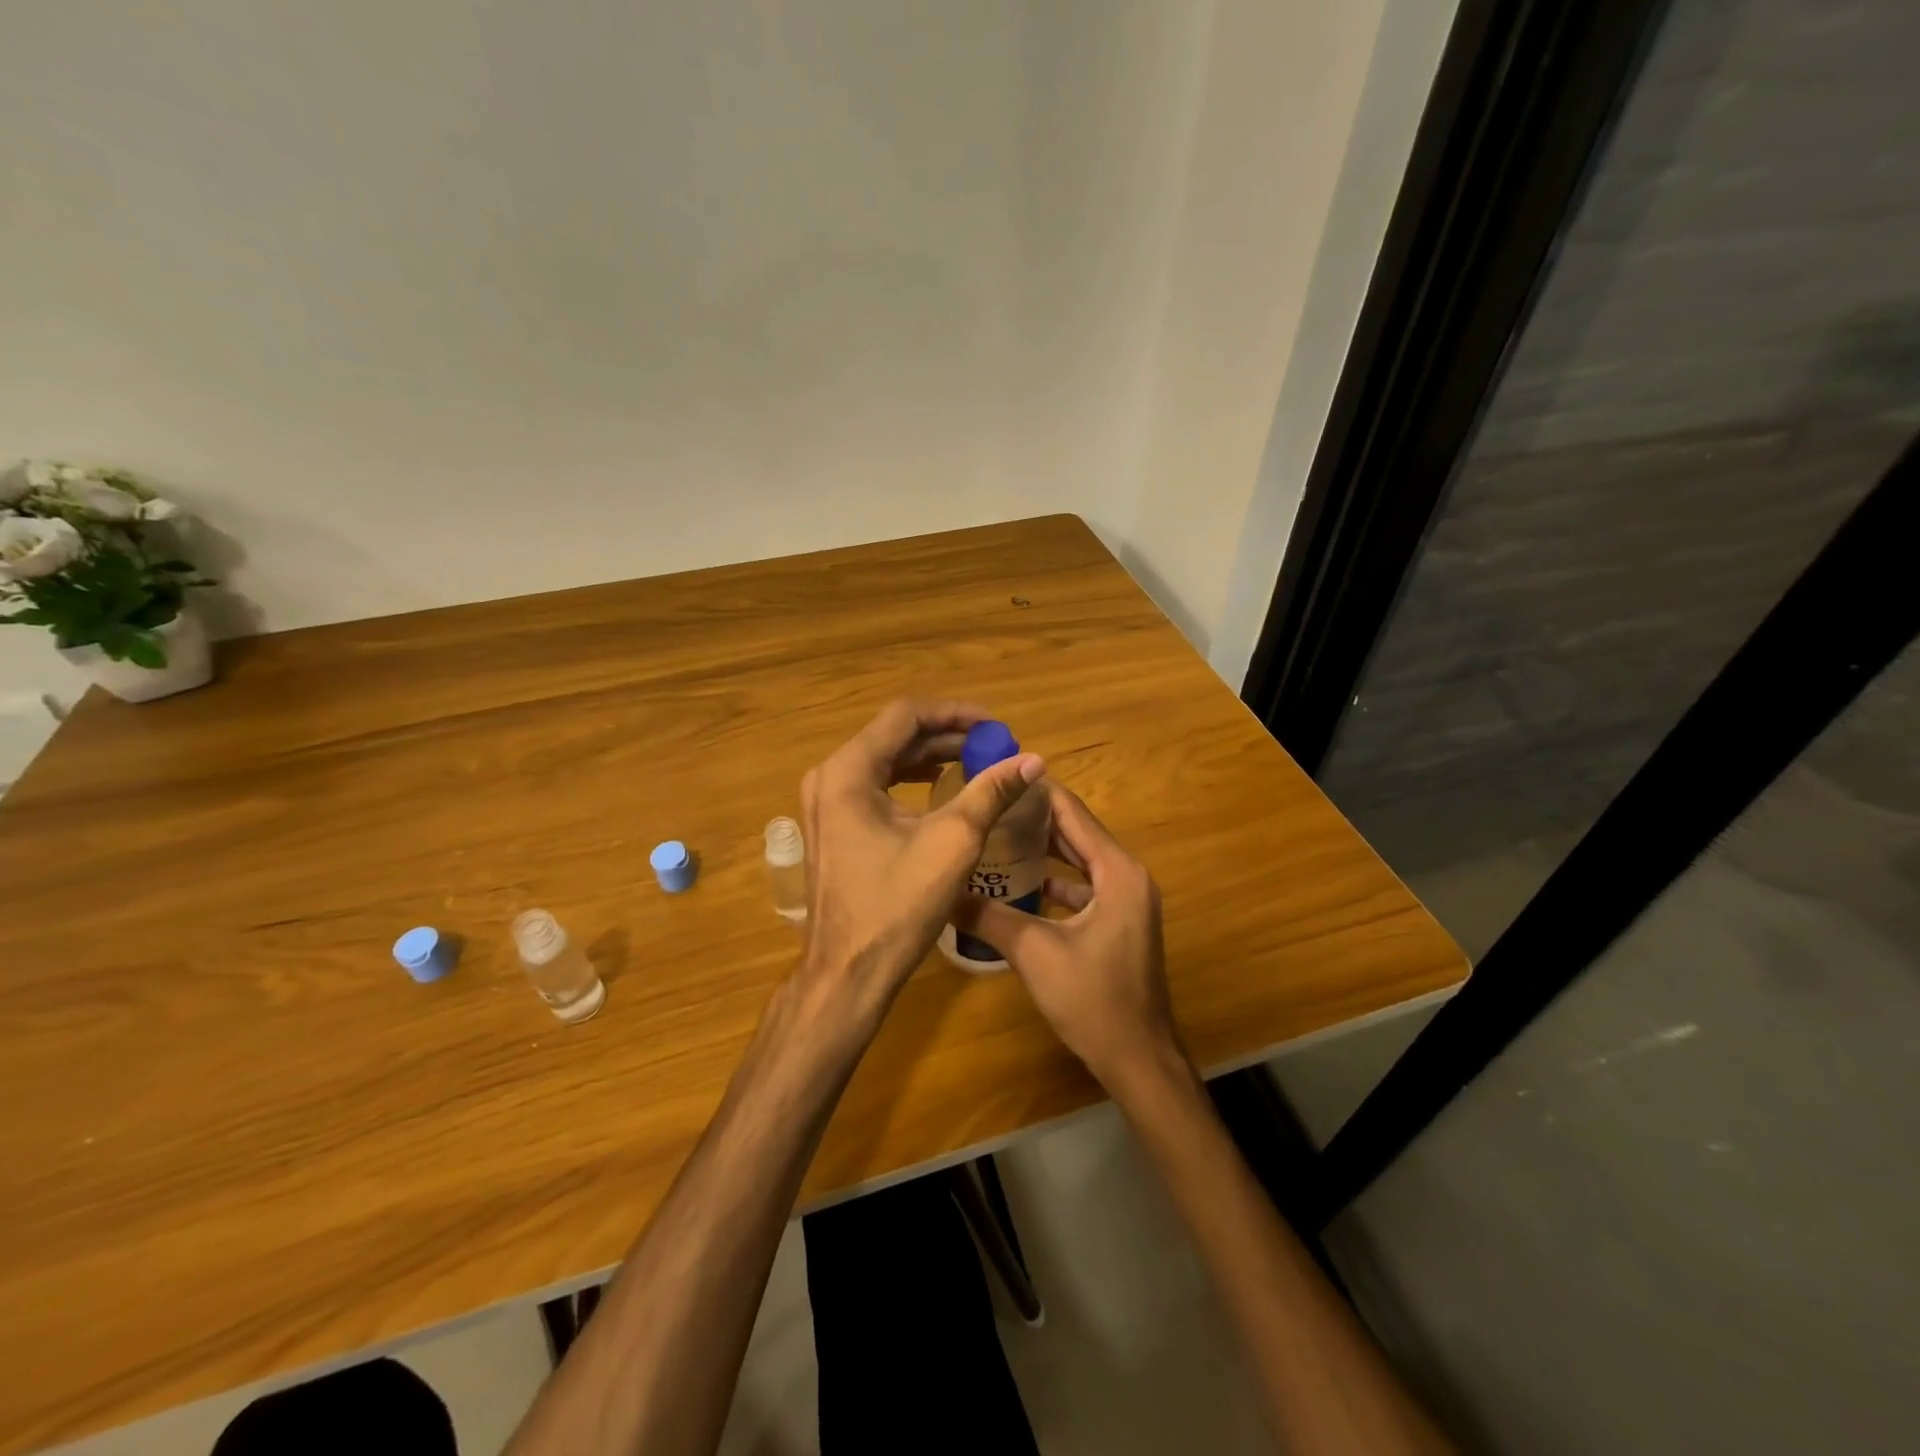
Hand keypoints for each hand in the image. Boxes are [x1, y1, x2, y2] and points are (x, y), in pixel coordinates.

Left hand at [798, 699, 1043, 1020]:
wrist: (848, 974)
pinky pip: (875, 785)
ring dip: (931, 756)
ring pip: (885, 760)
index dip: (956, 713)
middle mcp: (829, 777)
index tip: (996, 725)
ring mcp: (826, 802)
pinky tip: (942, 787)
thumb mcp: (953, 842)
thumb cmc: (897, 907)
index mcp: (848, 771)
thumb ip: (991, 792)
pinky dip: (911, 780)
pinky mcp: (833, 825)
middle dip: (947, 735)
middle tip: (994, 745)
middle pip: (893, 735)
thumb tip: (1033, 760)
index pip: (906, 715)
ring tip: (977, 760)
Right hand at [951, 782, 1184, 1093]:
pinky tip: (1018, 884)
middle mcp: (1127, 875)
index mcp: (1116, 871)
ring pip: (1079, 860)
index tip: (995, 777)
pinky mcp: (1119, 922)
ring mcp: (1126, 900)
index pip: (1072, 812)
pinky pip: (1083, 886)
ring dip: (1043, 849)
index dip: (1034, 792)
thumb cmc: (1093, 1000)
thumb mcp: (1033, 952)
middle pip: (1076, 832)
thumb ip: (987, 916)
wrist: (1139, 1060)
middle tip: (987, 806)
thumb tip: (941, 892)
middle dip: (1033, 818)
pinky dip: (1055, 881)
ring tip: (995, 836)